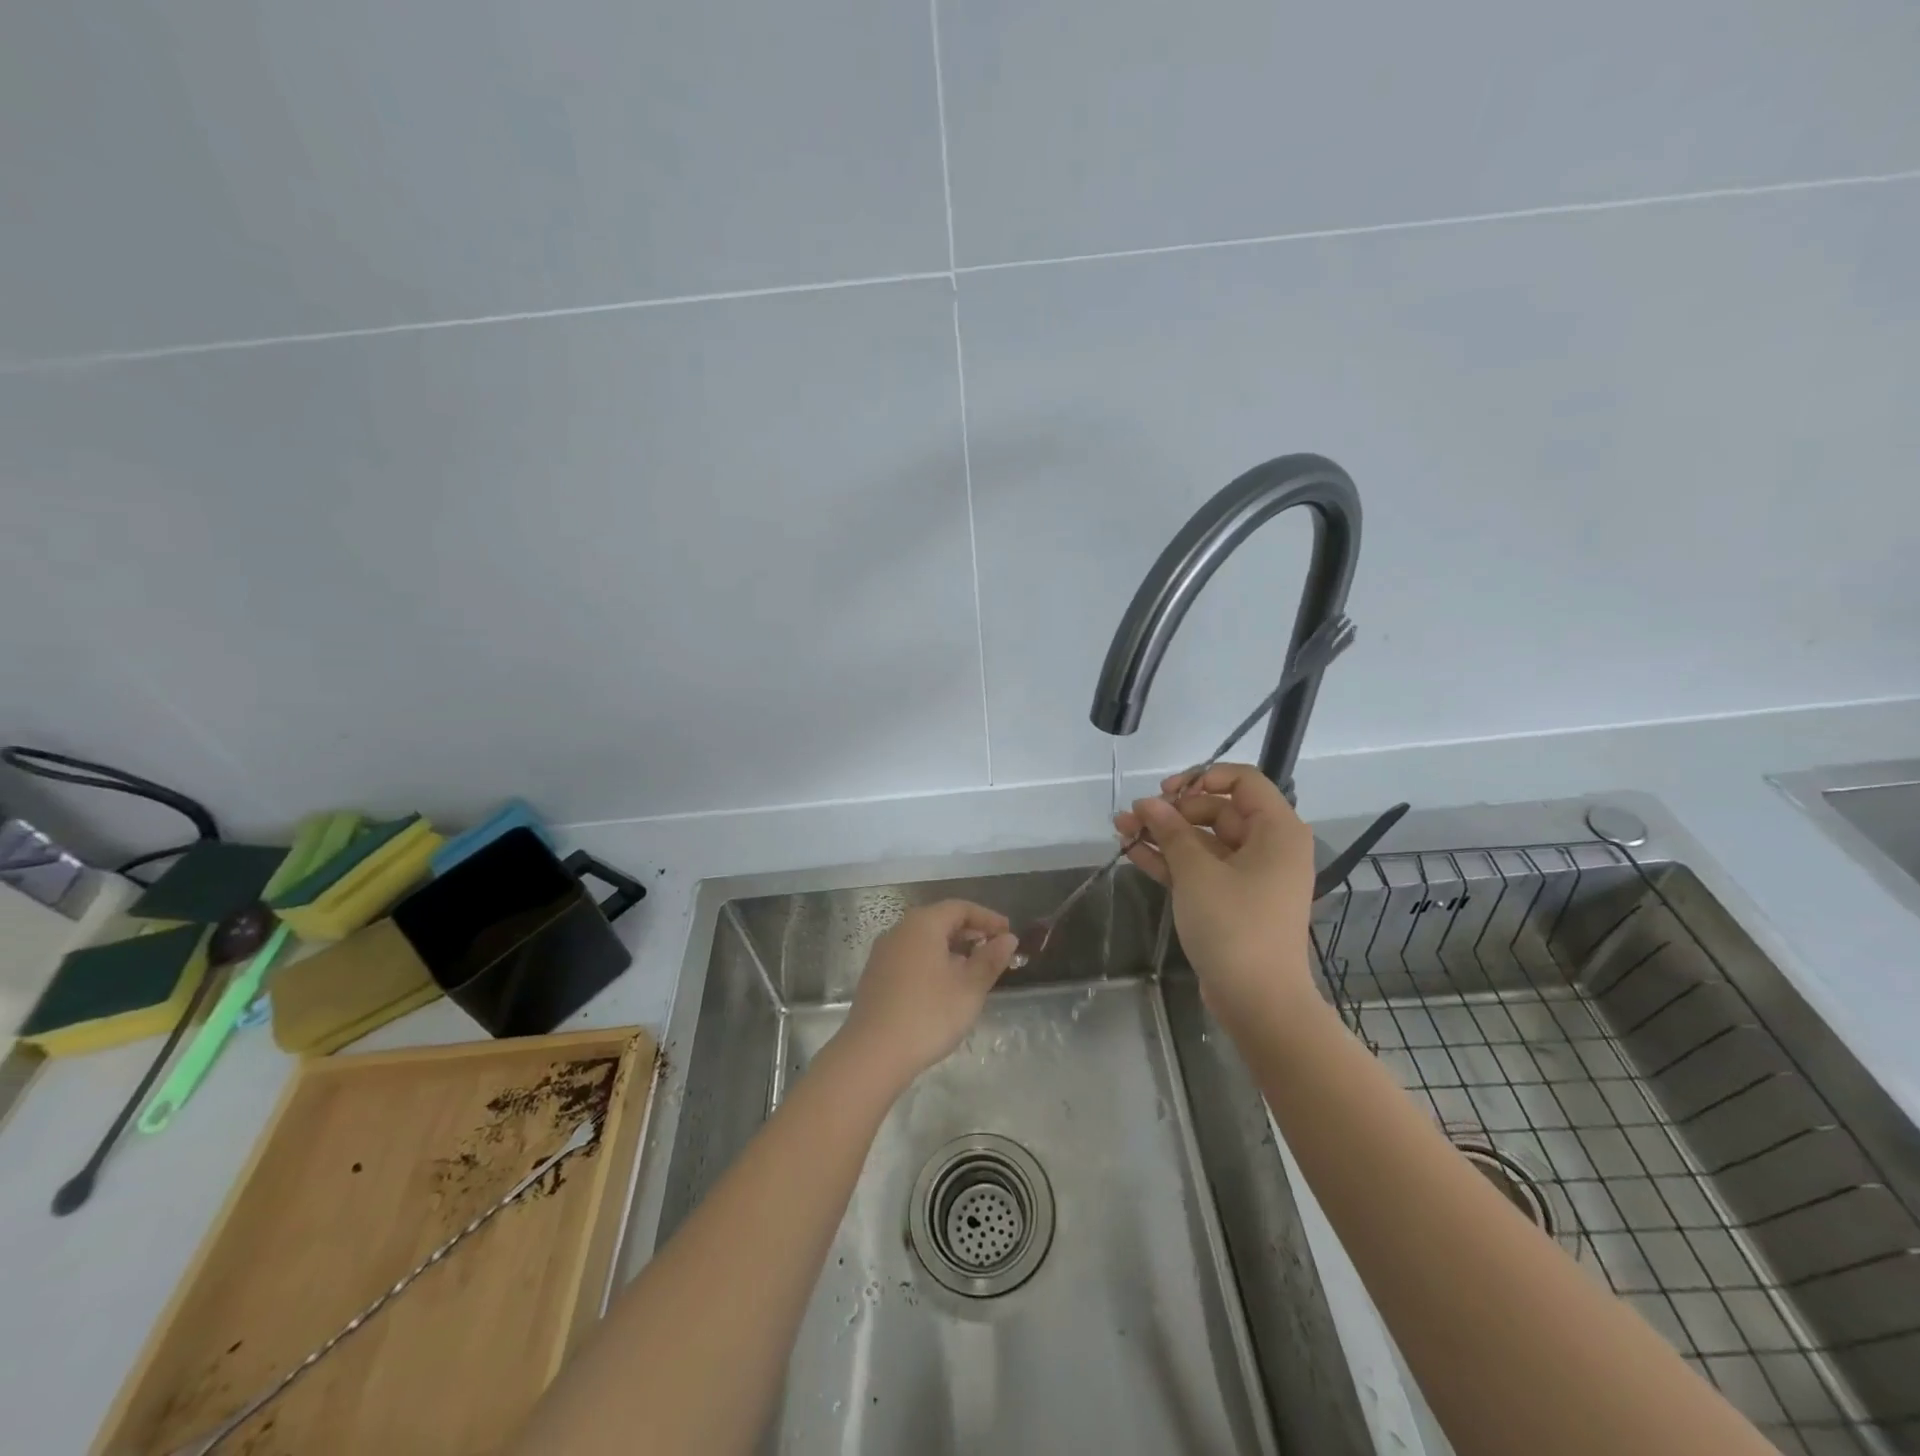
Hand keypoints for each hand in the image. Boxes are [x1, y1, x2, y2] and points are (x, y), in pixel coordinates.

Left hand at [839, 901, 1018, 1087]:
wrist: (873, 1053)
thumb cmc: (928, 1014)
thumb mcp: (969, 988)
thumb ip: (990, 959)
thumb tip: (1008, 939)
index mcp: (923, 924)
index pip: (960, 908)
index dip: (987, 918)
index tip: (1008, 933)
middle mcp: (900, 930)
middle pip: (940, 920)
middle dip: (969, 932)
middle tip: (994, 950)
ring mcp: (883, 953)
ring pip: (924, 940)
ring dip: (951, 948)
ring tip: (972, 971)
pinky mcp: (876, 975)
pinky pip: (910, 956)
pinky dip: (932, 962)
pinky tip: (944, 987)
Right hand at [1115, 763, 1319, 1031]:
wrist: (1258, 1001)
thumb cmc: (1235, 926)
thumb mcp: (1197, 873)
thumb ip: (1171, 831)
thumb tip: (1148, 803)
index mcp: (1276, 830)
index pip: (1243, 781)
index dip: (1203, 777)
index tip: (1167, 792)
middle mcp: (1267, 847)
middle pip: (1217, 810)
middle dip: (1172, 811)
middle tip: (1133, 816)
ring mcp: (1249, 875)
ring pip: (1202, 841)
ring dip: (1163, 834)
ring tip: (1120, 828)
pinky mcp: (1231, 900)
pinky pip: (1199, 867)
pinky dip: (1170, 860)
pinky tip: (1132, 852)